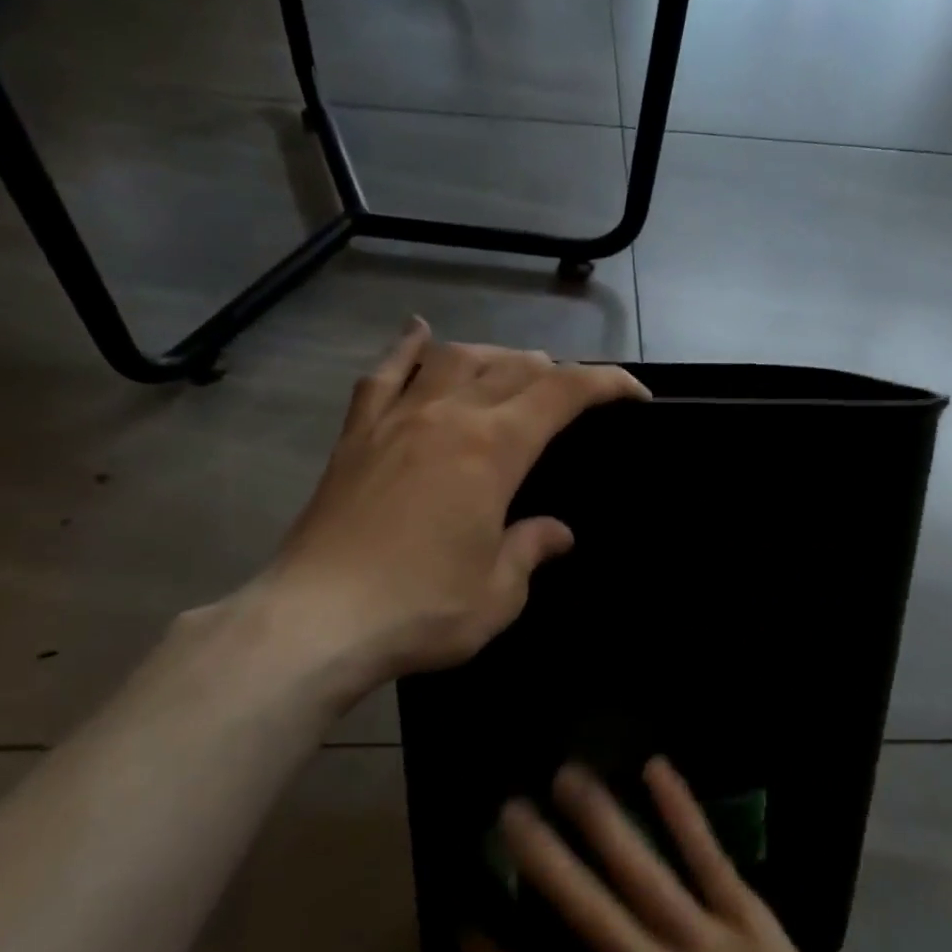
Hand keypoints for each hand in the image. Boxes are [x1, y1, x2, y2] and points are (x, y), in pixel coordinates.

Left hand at [249, 318, 646, 699]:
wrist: (317, 619)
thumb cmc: (420, 609)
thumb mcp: (498, 592)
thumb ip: (531, 549)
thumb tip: (557, 533)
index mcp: (494, 449)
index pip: (563, 393)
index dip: (606, 383)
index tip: (634, 393)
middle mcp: (448, 416)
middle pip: (512, 367)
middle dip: (553, 372)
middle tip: (570, 396)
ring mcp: (396, 419)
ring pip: (454, 358)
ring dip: (493, 356)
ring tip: (511, 370)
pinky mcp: (356, 435)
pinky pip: (385, 375)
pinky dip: (406, 348)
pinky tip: (419, 332)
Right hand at [462, 759, 882, 951]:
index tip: (463, 922)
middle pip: (592, 917)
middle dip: (546, 862)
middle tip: (510, 811)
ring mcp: (709, 946)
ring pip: (645, 875)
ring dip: (603, 822)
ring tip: (569, 776)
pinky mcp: (749, 918)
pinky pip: (708, 857)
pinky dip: (680, 811)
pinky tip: (655, 768)